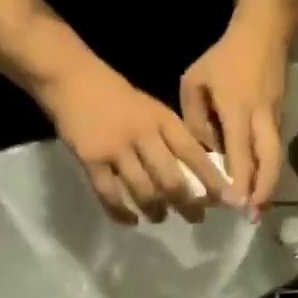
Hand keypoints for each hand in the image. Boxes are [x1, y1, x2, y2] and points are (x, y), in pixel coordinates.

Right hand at [38, 54, 229, 224]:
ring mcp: (116, 148)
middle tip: (196, 218)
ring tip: (160, 217)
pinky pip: (110, 195)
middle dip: (187, 204)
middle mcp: (143, 135)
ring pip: (143, 191)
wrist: (70, 77)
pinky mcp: (91, 160)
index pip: (193, 153)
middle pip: (171, 179)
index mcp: (162, 120)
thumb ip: (170, 138)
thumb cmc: (116, 97)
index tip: (226, 200)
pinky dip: (121, 213)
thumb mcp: (151, 109)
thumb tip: (196, 175)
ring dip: (156, 210)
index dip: (211, 180)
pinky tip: (130, 221)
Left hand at [180, 8, 288, 218]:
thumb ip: (195, 119)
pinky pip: (273, 151)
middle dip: (262, 190)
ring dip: (268, 186)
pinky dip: (267, 172)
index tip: (234, 204)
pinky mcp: (279, 120)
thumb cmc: (223, 57)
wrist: (266, 30)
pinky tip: (259, 190)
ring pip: (274, 158)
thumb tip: (204, 152)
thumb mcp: (195, 82)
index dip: (239, 179)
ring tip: (258, 212)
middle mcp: (260, 118)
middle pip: (269, 160)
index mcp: (237, 108)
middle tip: (253, 217)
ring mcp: (274, 119)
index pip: (240, 150)